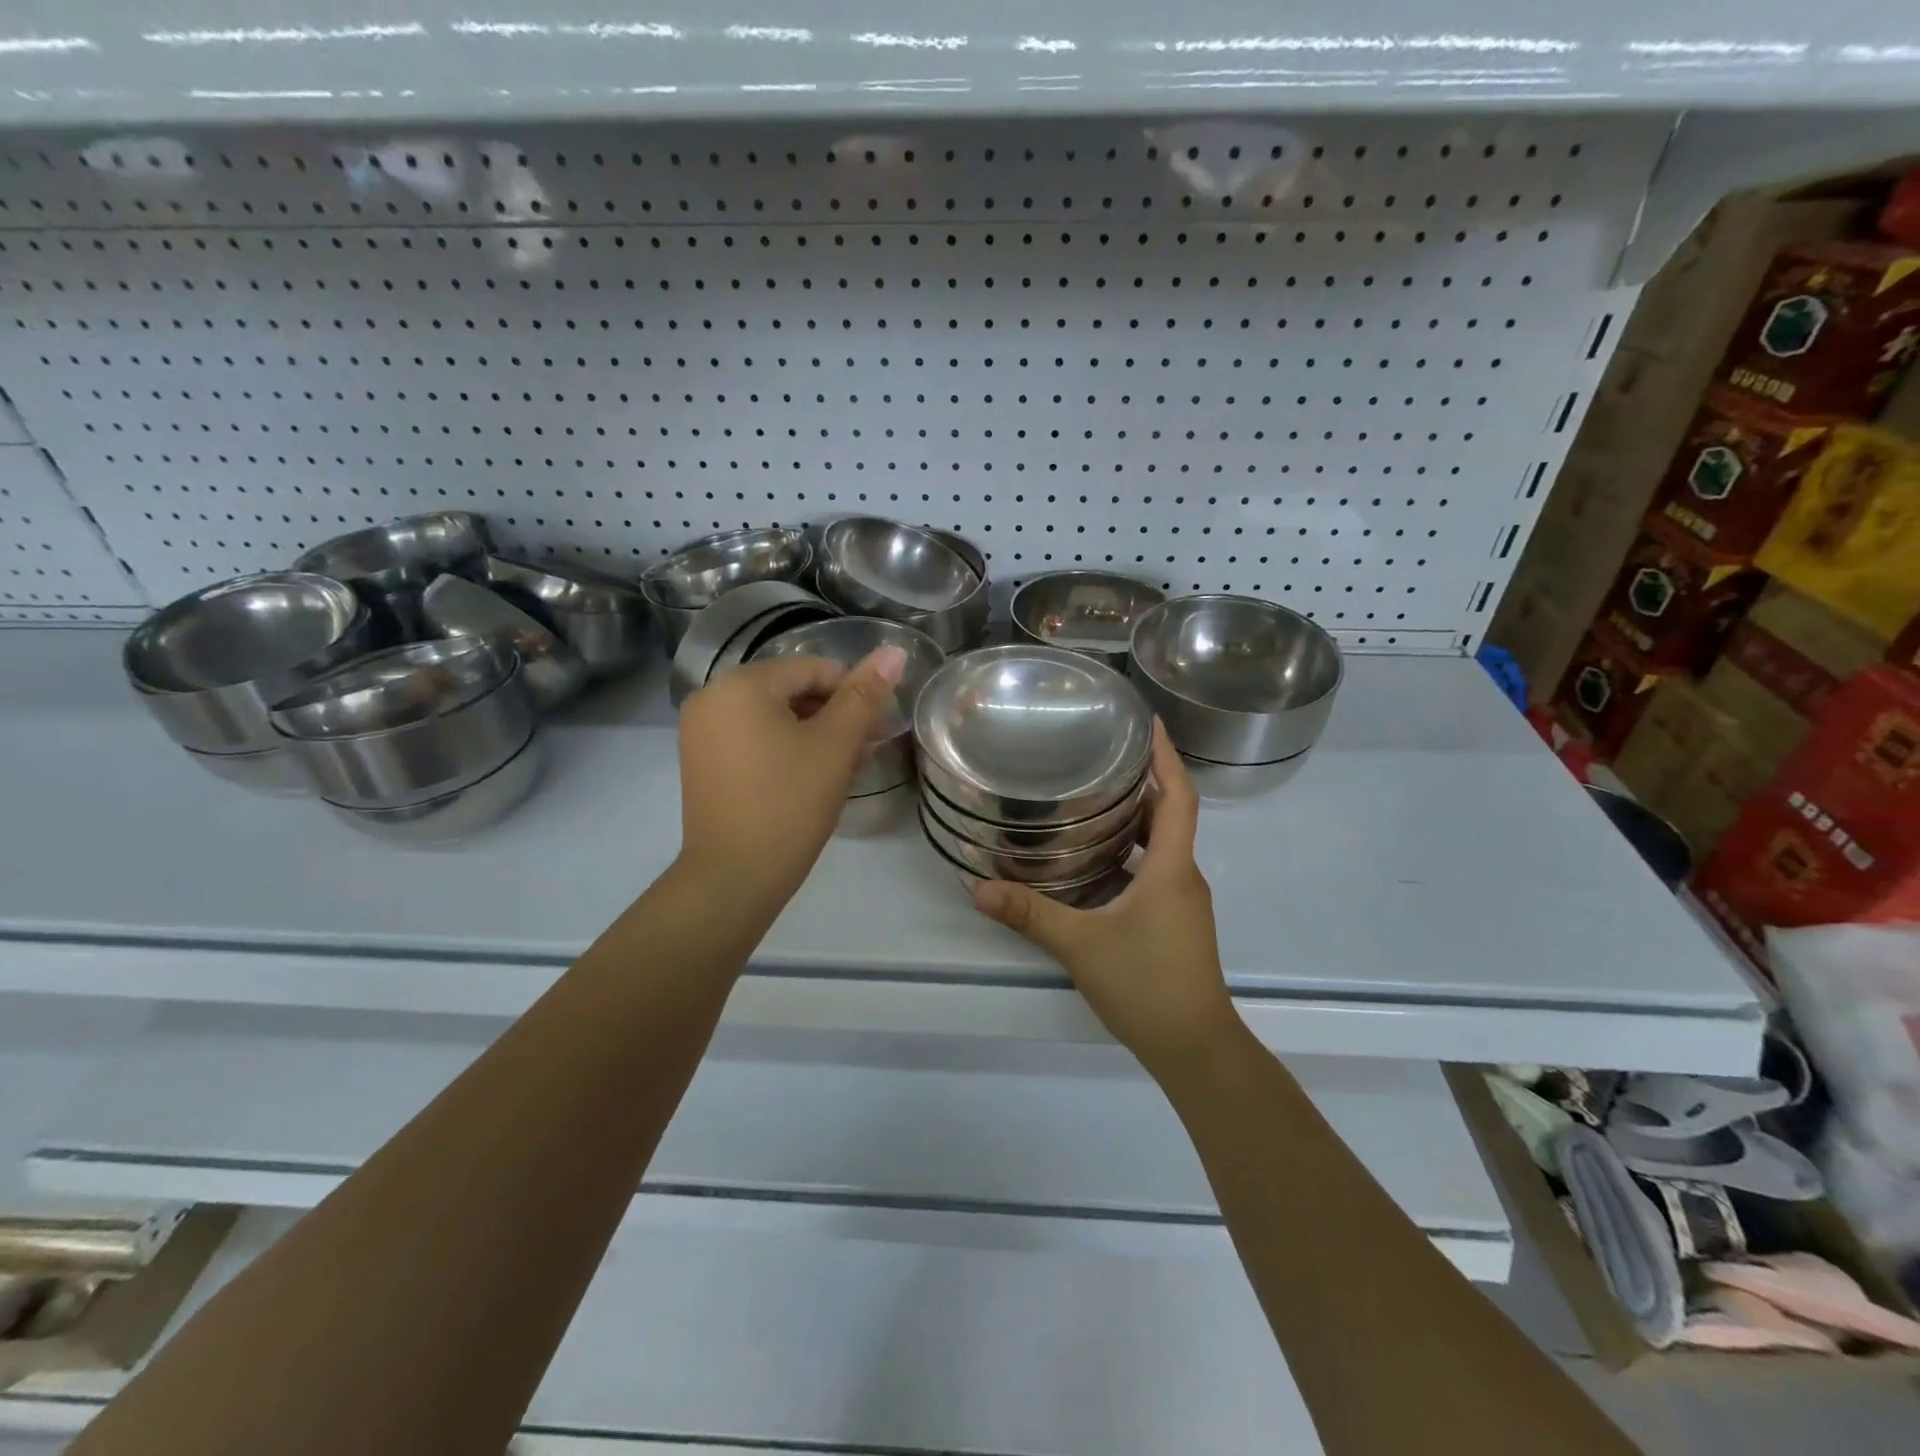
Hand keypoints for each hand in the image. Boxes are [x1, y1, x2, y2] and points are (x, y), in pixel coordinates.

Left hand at [677, 647, 905, 913]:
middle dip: (834, 715)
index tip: (879, 727)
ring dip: (813, 734)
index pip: (812, 669)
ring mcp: (700, 732)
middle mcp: (711, 697)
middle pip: (790, 691)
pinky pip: (752, 740)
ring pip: (773, 718)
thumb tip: (895, 651)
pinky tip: (811, 776)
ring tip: (845, 766)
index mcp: (740, 684)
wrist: (734, 877)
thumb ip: (864, 695)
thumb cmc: (790, 802)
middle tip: (867, 749)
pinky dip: (784, 749)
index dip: (853, 693)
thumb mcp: (835, 745)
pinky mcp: (701, 763)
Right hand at [968, 722, 1241, 1080]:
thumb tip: (978, 887)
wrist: (1195, 1048)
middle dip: (1142, 781)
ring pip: (1161, 845)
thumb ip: (1030, 914)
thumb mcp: (1081, 945)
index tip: (1152, 722)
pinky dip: (1130, 853)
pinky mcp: (1174, 922)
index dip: (1167, 756)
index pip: (1179, 796)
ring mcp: (1181, 902)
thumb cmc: (1147, 985)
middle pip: (1169, 815)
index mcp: (1171, 868)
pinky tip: (1094, 860)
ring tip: (1091, 799)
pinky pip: (1155, 870)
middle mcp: (1182, 876)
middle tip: (1101, 756)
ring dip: (1134, 819)